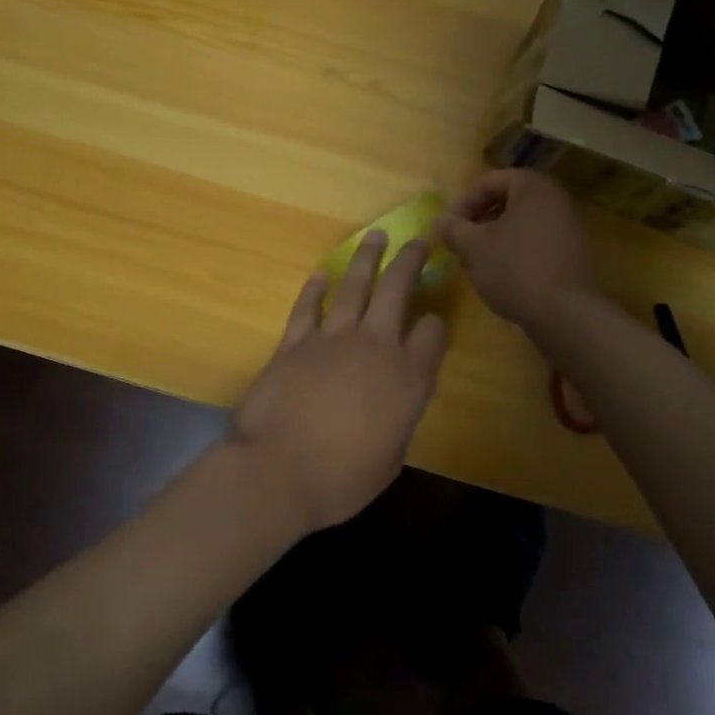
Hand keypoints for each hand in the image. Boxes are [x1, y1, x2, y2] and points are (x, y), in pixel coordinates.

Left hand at [230, 231, 447, 532]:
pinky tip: (323, 273)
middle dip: (411, 260)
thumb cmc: (341, 479)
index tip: (433, 324)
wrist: (277, 472)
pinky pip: (308, 306)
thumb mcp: (391, 458)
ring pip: (355, 285)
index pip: (433, 333)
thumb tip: (401, 394)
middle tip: (420, 239)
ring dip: (368, 258)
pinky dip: (316, 288)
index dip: (437, 324)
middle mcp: (374, 346)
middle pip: (397, 289)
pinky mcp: (295, 341)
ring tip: (377, 236)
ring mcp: (332, 338)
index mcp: (406, 378)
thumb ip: (401, 416)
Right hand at [433, 169, 598, 326]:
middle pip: (507, 200)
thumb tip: (438, 221)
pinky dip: (517, 250)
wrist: (566, 314)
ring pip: (522, 222)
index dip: (463, 203)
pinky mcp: (574, 252)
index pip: (489, 181)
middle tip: (462, 243)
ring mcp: (569, 225)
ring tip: (479, 262)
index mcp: (532, 186)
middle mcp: (556, 198)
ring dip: (497, 237)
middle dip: (480, 220)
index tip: (449, 228)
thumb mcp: (473, 247)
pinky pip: (538, 240)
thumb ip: (453, 229)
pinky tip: (504, 275)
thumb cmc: (515, 268)